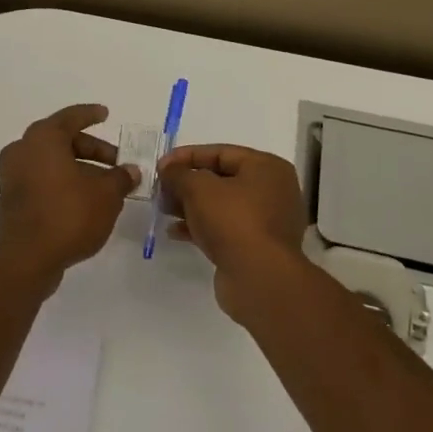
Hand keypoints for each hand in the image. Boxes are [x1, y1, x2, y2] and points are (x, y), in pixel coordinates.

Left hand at [0, 105, 138, 289]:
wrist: (27, 260)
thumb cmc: (69, 215)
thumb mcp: (106, 195)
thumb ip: (120, 178)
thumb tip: (130, 171)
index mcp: (43, 138)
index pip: (71, 117)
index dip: (91, 114)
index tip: (106, 114)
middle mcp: (23, 149)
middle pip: (62, 140)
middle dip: (92, 149)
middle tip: (117, 162)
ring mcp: (13, 174)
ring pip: (52, 161)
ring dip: (80, 168)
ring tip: (107, 186)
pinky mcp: (12, 197)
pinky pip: (43, 178)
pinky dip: (64, 181)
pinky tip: (86, 199)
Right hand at [158, 144, 310, 323]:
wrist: (259, 278)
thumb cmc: (232, 221)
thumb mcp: (198, 188)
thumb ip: (179, 173)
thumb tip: (169, 170)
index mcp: (267, 168)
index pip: (221, 153)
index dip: (187, 156)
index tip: (160, 166)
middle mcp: (272, 191)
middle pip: (221, 179)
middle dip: (187, 183)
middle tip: (161, 190)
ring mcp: (266, 222)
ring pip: (221, 205)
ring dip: (190, 206)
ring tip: (164, 210)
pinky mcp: (256, 247)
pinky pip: (224, 228)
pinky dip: (200, 227)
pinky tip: (175, 232)